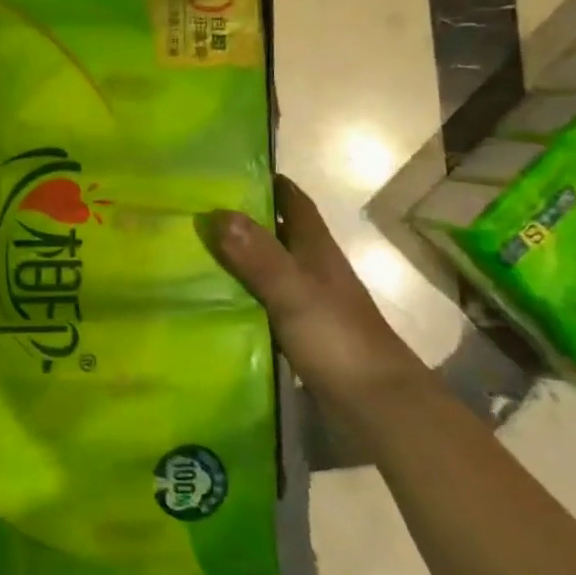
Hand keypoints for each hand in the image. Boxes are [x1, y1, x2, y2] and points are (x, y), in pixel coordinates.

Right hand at [203, 178, 420, 408]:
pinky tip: (217, 298)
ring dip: (243, 255)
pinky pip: (267, 299)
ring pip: (272, 266)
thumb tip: (219, 211)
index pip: (295, 202)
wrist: (379, 405)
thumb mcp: (294, 291)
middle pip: (280, 232)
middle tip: (200, 208)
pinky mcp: (304, 331)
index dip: (271, 183)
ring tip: (197, 249)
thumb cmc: (338, 339)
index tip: (232, 169)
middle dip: (247, 217)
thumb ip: (258, 256)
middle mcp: (316, 269)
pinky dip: (245, 292)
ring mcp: (312, 302)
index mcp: (317, 250)